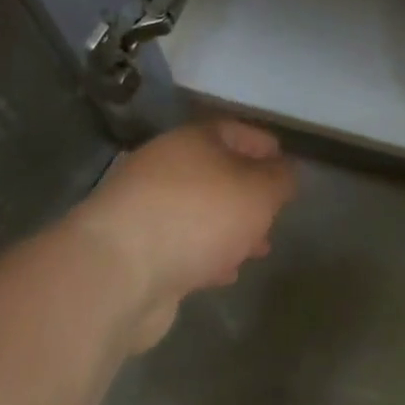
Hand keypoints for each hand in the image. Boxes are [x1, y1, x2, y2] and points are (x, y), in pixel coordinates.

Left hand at [63, 118, 298, 351]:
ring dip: (230, 228)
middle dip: (249, 195)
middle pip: (217, 173)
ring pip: (200, 212)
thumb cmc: (198, 216)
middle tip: (275, 214)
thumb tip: (285, 171)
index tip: (288, 167)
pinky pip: (181, 244)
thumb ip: (281, 179)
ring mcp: (145, 209)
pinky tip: (223, 273)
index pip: (237, 131)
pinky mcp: (134, 250)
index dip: (265, 146)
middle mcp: (166, 167)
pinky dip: (206, 254)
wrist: (116, 273)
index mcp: (194, 141)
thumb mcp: (259, 192)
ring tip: (257, 249)